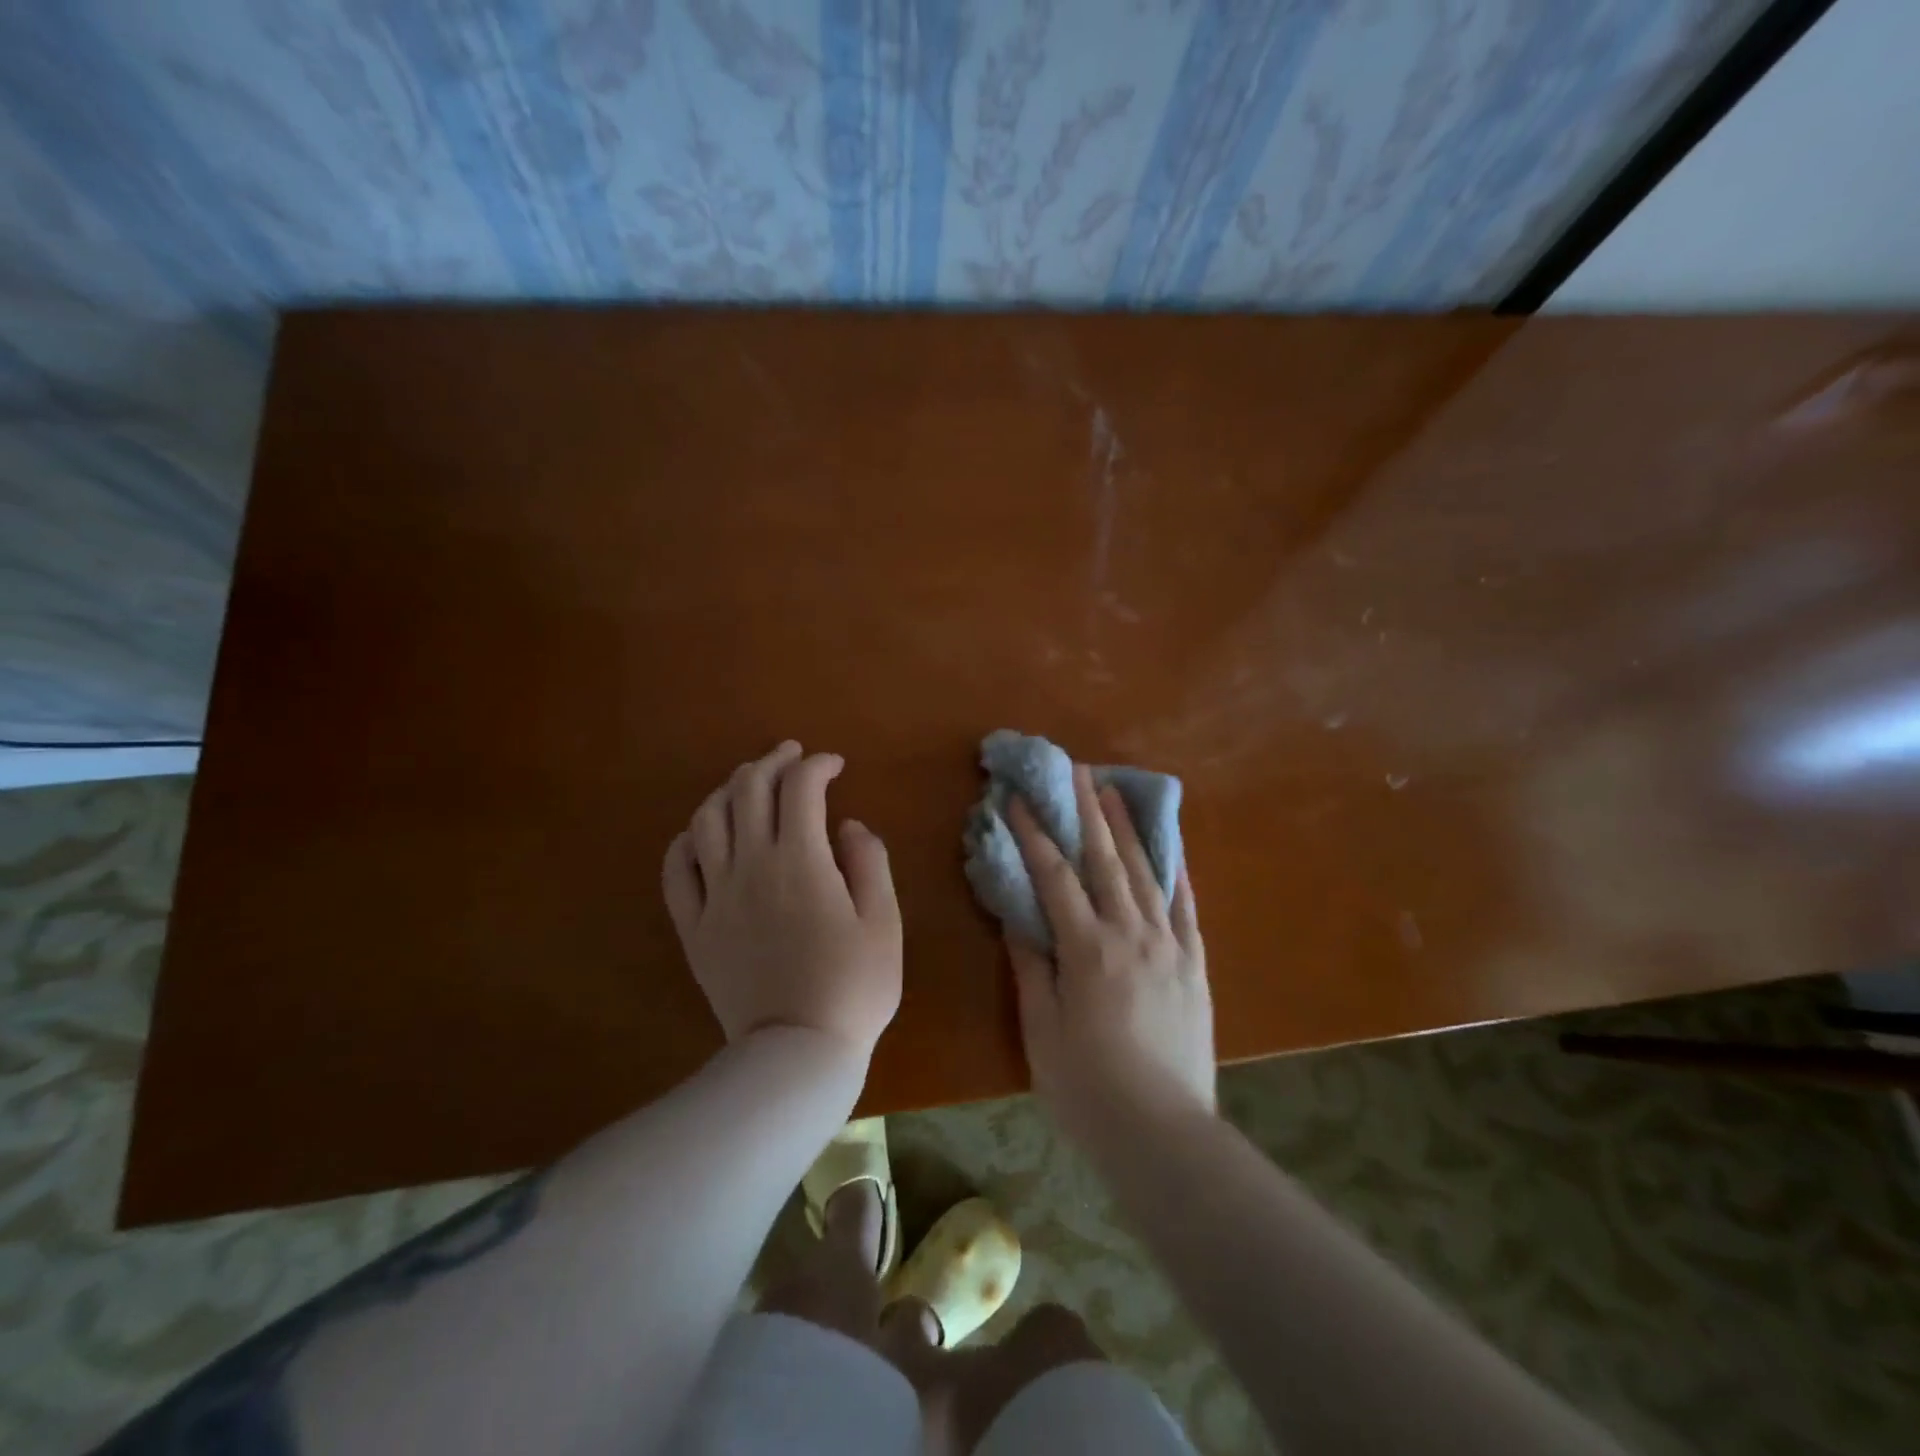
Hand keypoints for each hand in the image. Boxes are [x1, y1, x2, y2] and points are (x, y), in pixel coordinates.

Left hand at [662, 741, 901, 1062]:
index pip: (800, 787)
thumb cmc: (853, 986)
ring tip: (749, 784)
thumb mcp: (884, 922)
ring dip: (729, 789)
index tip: (835, 766)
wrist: (796, 1052)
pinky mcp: (695, 927)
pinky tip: (703, 833)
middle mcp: (751, 865)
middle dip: (773, 762)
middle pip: (749, 790)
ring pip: (708, 819)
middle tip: (792, 756)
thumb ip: (868, 863)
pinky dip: (688, 839)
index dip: (818, 765)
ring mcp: (715, 895)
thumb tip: (848, 826)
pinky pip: (677, 869)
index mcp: (801, 859)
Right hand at [1006, 765, 1213, 1143]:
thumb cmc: (1087, 1088)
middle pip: (1105, 860)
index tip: (1018, 800)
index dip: (1034, 835)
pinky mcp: (1195, 966)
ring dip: (1128, 828)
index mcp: (1087, 948)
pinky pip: (1187, 908)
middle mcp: (1131, 934)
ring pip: (1147, 873)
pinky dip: (1177, 872)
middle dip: (1086, 811)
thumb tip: (1017, 916)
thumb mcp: (1041, 1030)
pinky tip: (1170, 848)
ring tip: (1114, 791)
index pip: (1054, 876)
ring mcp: (1170, 946)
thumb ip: (1031, 967)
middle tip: (1075, 770)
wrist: (1164, 1135)